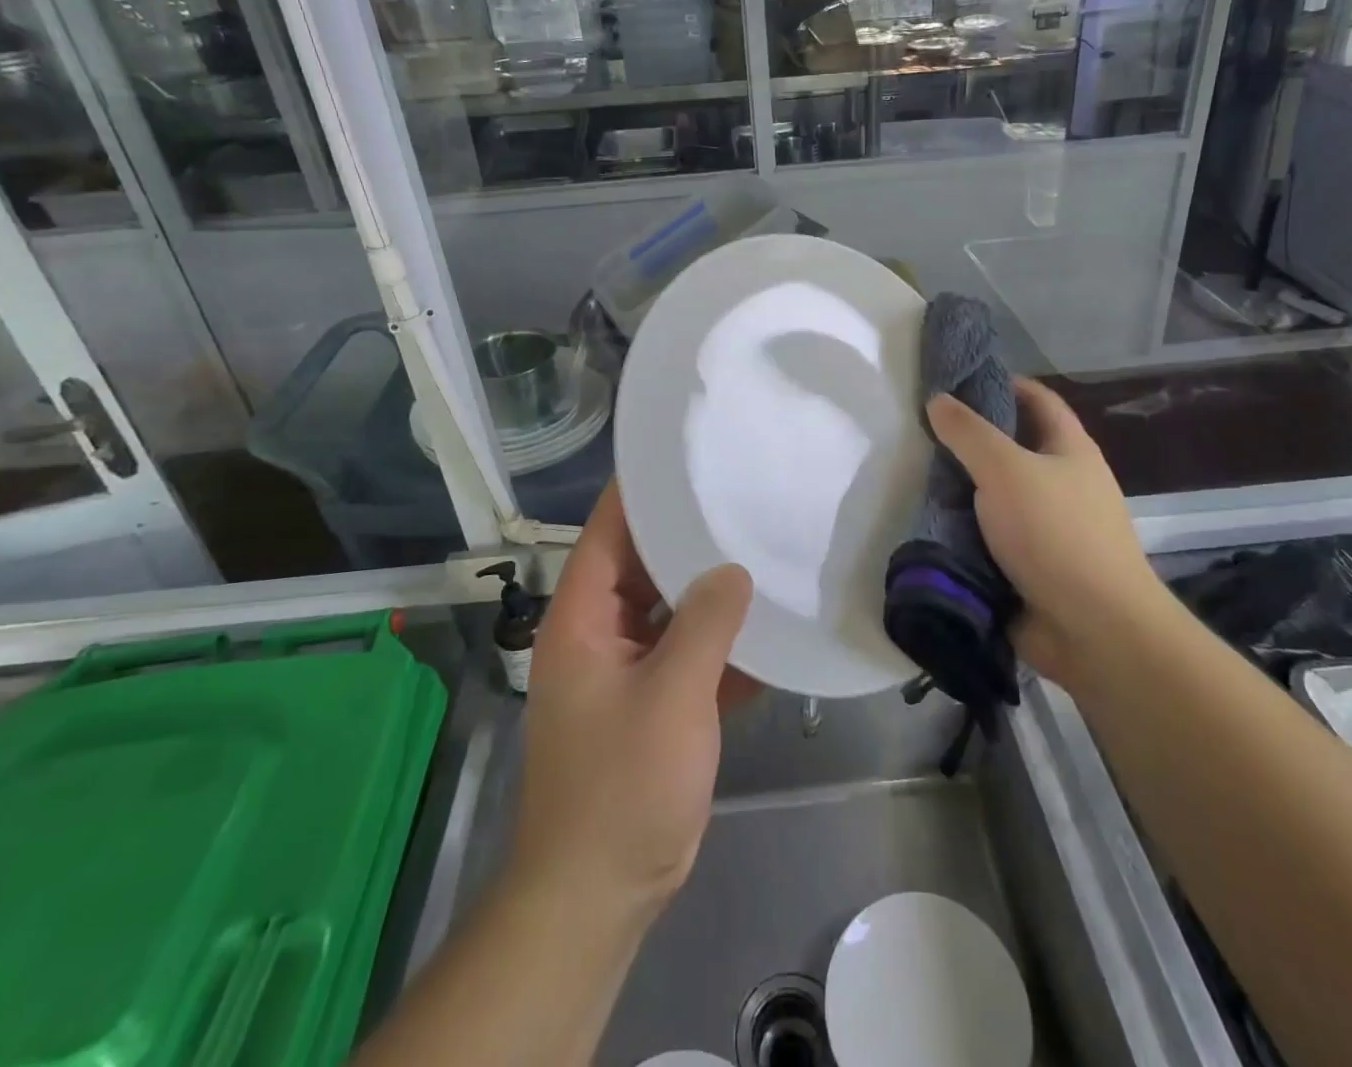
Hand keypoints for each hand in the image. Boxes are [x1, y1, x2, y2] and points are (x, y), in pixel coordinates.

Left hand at [511, 480, 754, 923]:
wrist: (599, 894)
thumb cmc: (623, 787)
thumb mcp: (671, 696)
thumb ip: (705, 623)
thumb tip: (734, 568)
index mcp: (583, 618)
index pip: (609, 531)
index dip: (643, 491)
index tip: (689, 456)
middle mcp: (600, 633)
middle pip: (644, 565)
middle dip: (690, 536)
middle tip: (743, 497)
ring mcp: (627, 669)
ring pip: (670, 609)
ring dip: (710, 590)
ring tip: (762, 546)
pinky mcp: (654, 703)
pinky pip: (688, 653)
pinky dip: (721, 641)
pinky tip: (768, 625)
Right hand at [927, 377, 1160, 682]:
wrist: (1093, 629)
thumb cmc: (1056, 534)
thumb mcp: (1006, 469)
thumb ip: (969, 433)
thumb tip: (938, 400)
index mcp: (1070, 450)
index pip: (1038, 399)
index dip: (1003, 383)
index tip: (957, 381)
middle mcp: (1062, 483)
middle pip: (1013, 447)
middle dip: (970, 439)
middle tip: (922, 432)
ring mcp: (1047, 527)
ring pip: (996, 494)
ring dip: (962, 487)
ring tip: (915, 474)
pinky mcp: (1028, 564)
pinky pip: (989, 535)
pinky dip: (963, 528)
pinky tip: (928, 522)